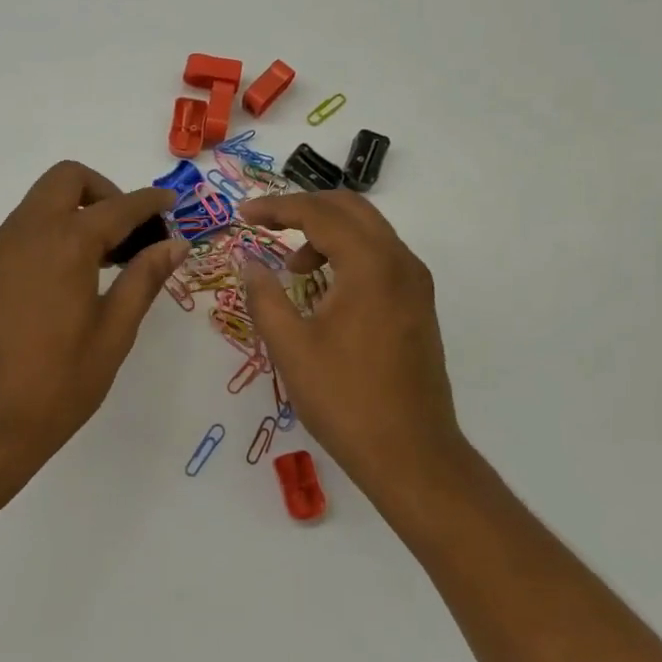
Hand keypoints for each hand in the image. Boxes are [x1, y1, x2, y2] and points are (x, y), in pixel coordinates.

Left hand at [0, 161, 187, 474]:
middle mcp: (26, 233)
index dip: (149, 201)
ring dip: (73, 211)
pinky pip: (19, 231)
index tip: (170, 204)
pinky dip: (48, 233)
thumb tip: (174, 244)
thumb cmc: (60, 384)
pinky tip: (64, 279)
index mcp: (66, 244)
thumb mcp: (114, 332)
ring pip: (39, 203)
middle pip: (66, 179)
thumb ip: (144, 279)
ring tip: (101, 259)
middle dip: (103, 191)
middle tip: (127, 230)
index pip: (117, 206)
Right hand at [239, 191, 472, 514]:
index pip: (320, 213)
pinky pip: (380, 258)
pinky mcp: (418, 305)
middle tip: (265, 225)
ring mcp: (415, 284)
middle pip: (350, 209)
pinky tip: (324, 289)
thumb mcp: (291, 347)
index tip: (243, 214)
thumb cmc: (345, 399)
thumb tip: (250, 263)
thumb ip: (265, 297)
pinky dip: (347, 256)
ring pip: (369, 232)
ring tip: (292, 269)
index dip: (276, 208)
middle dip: (304, 209)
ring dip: (327, 234)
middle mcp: (401, 263)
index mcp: (371, 266)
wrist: (411, 453)